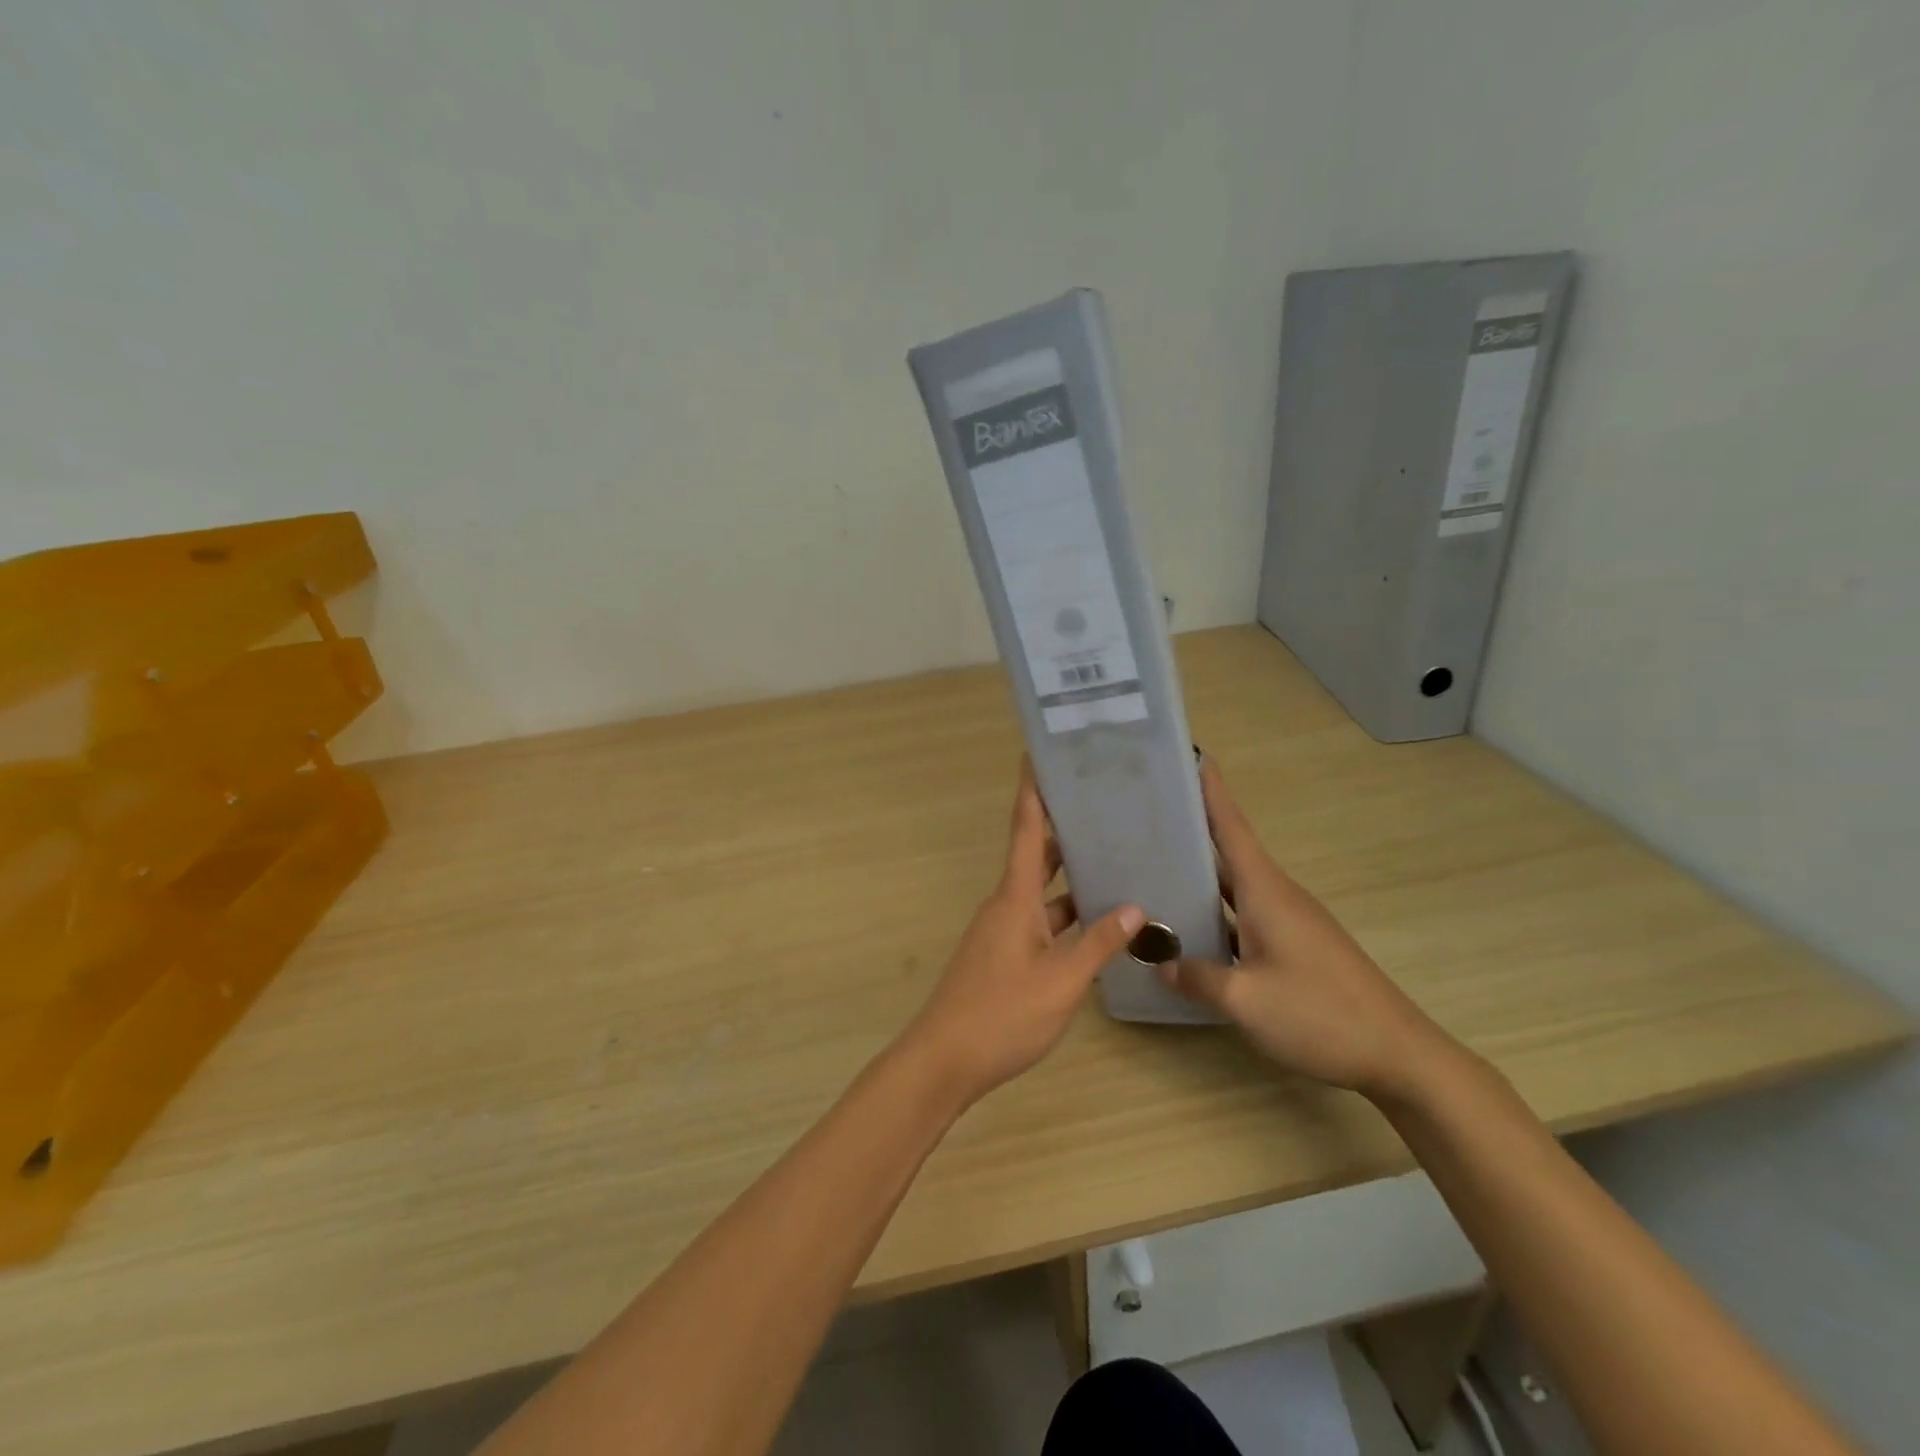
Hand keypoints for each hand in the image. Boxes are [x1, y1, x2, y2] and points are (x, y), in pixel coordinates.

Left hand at [902, 763, 1143, 1107]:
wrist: (945, 1061)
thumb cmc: (1002, 1014)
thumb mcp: (1061, 981)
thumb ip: (1098, 943)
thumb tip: (1135, 907)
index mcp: (1014, 898)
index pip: (1024, 830)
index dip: (1032, 791)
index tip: (1037, 755)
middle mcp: (1006, 905)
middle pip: (1036, 856)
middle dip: (1064, 830)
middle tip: (1103, 807)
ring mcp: (1003, 931)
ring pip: (1042, 893)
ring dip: (1072, 878)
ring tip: (1116, 861)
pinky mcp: (1004, 955)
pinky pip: (1041, 920)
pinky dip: (1067, 915)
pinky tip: (1098, 924)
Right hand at [1159, 759, 1454, 1101]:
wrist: (1398, 1055)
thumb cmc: (1321, 1014)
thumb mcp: (1246, 1000)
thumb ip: (1197, 977)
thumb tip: (1160, 962)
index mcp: (1266, 891)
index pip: (1232, 827)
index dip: (1211, 790)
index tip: (1192, 754)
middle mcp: (1277, 896)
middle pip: (1228, 852)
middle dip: (1191, 830)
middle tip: (1144, 817)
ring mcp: (1289, 922)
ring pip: (1234, 888)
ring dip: (1200, 876)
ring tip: (1155, 868)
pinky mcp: (1296, 946)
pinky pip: (1245, 915)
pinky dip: (1216, 912)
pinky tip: (1191, 929)